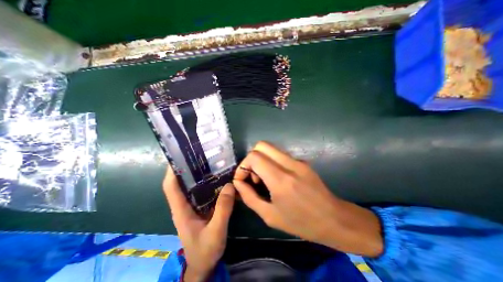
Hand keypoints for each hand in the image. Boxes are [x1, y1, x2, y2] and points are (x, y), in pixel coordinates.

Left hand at [164, 165, 236, 281]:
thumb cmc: (205, 250)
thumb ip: (223, 209)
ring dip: (201, 173)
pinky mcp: (202, 207)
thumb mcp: (215, 231)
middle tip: (201, 154)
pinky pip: (205, 191)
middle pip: (183, 182)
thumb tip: (229, 185)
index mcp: (181, 210)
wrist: (204, 264)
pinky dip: (210, 182)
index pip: (170, 187)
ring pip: (194, 185)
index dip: (172, 171)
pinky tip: (220, 177)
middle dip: (189, 167)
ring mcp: (194, 205)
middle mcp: (185, 204)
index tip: (179, 156)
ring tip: (212, 162)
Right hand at [234, 141, 383, 256]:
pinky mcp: (302, 161)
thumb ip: (250, 197)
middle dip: (251, 159)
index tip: (242, 180)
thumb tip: (238, 183)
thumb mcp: (270, 216)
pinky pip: (280, 155)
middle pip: (261, 145)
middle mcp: (289, 164)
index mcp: (281, 179)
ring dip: (261, 159)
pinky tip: (275, 178)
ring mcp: (298, 160)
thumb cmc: (301, 223)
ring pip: (270, 148)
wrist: (334, 219)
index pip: (254, 157)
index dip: (243, 166)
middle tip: (253, 176)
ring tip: (263, 178)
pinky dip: (271, 161)